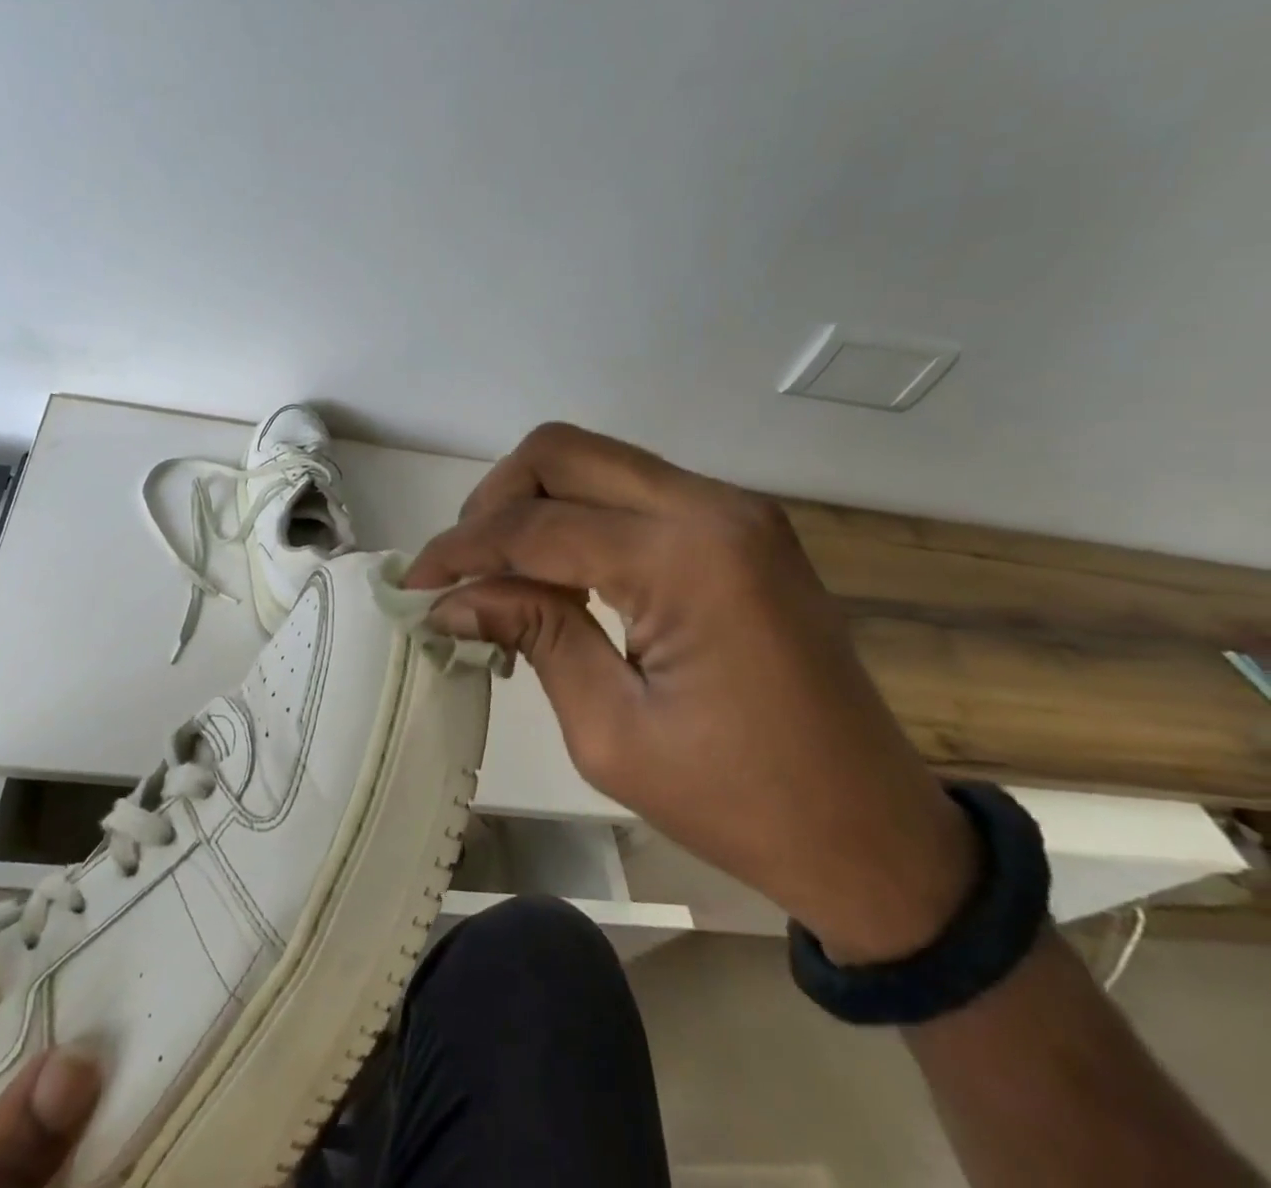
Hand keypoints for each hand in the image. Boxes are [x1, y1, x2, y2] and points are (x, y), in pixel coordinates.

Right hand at [407, 422, 978, 962]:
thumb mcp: (610, 731)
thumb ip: (532, 635)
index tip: (413, 586)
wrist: (874, 834)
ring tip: (499, 573)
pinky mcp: (735, 526)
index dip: (460, 551)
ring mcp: (731, 509)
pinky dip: (573, 516)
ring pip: (592, 461)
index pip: (535, 525)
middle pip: (560, 453)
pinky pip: (628, 490)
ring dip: (530, 504)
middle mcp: (711, 508)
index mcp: (686, 560)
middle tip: (461, 570)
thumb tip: (452, 597)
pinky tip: (556, 573)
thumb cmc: (740, 802)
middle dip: (492, 502)